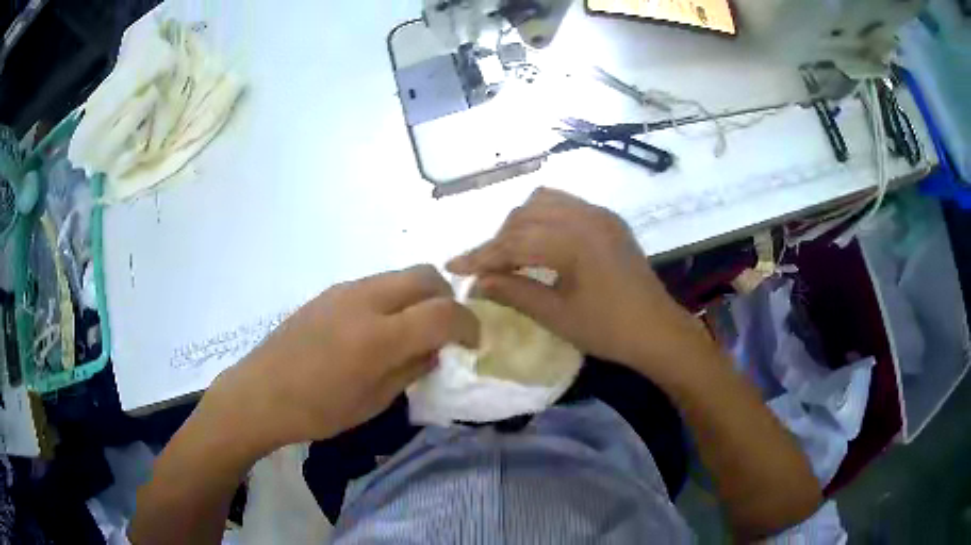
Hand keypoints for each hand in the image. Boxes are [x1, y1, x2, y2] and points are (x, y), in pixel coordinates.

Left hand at [208, 265, 478, 449]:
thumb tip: (436, 349)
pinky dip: (393, 299)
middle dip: (447, 299)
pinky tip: (378, 329)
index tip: (472, 342)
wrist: (261, 393)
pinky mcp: (331, 291)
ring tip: (412, 330)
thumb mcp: (374, 401)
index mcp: (379, 336)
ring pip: (401, 275)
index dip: (468, 325)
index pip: (444, 312)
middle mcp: (366, 300)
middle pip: (427, 276)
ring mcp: (346, 290)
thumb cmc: (318, 410)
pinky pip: (376, 284)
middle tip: (445, 330)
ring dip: (419, 296)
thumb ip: (412, 369)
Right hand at [448, 188, 711, 381]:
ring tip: (510, 253)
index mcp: (574, 241)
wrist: (658, 331)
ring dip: (520, 224)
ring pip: (543, 202)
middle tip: (484, 268)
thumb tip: (477, 282)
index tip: (453, 266)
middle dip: (499, 240)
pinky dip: (543, 218)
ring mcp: (600, 214)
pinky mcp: (608, 219)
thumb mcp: (557, 316)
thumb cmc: (609, 330)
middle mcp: (586, 216)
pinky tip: (539, 241)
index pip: (514, 241)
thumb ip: (514, 292)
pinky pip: (566, 205)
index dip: (481, 255)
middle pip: (525, 215)